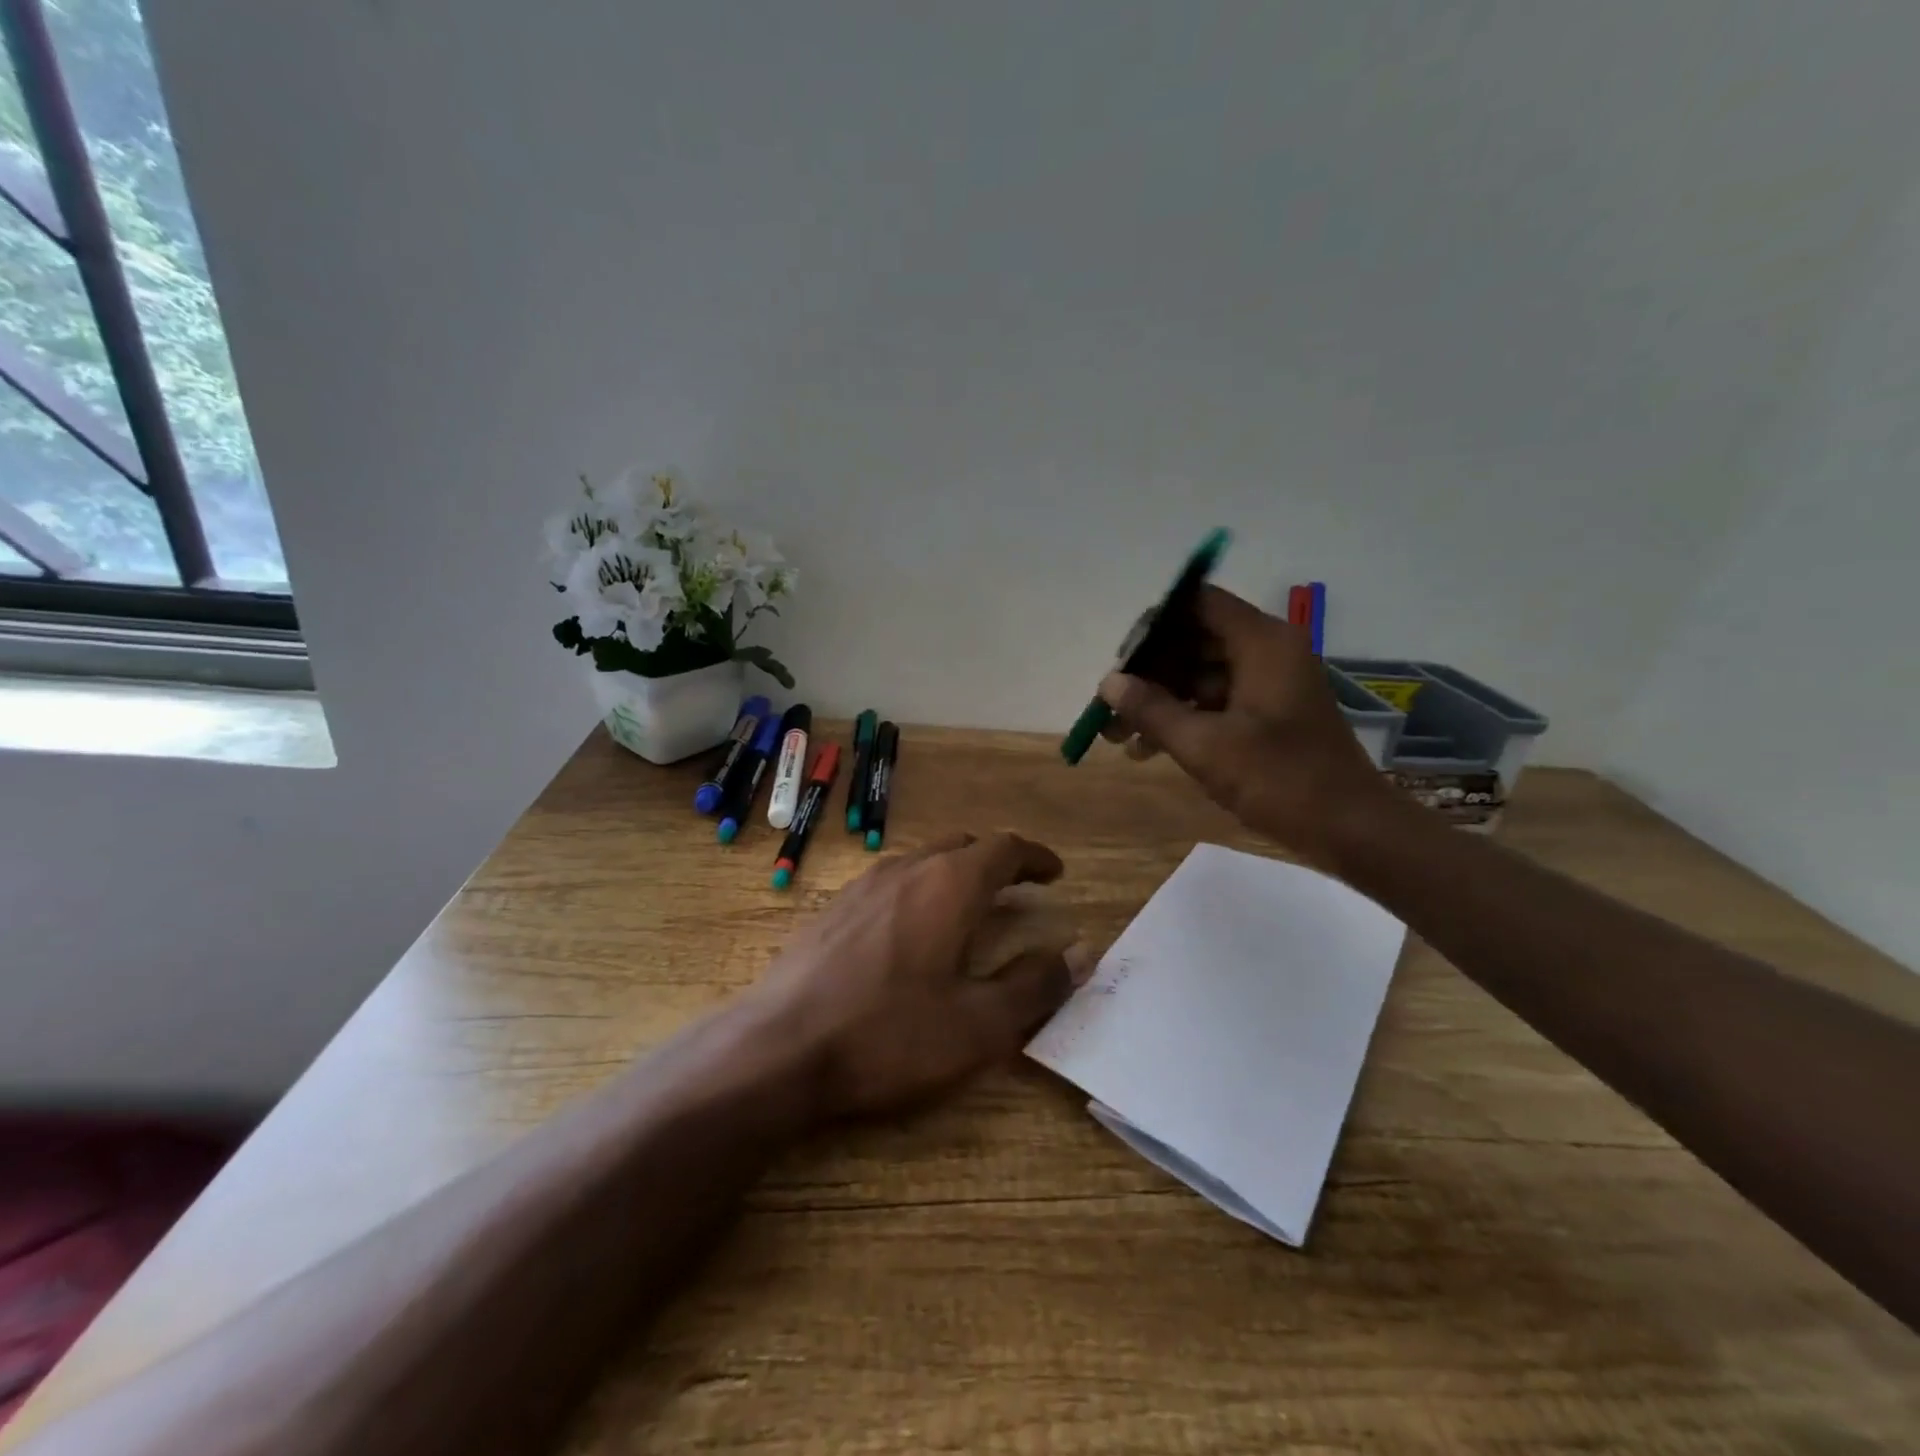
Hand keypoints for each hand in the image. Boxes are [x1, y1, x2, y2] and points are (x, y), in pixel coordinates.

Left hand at [750, 832, 1092, 1119]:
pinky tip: (911, 931)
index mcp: (949, 884)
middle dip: (996, 862)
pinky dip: (920, 890)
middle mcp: (907, 869)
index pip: (1005, 848)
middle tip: (1017, 890)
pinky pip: (891, 881)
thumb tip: (1079, 953)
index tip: (1054, 874)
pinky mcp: (833, 907)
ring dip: (955, 874)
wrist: (778, 1047)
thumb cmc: (889, 1035)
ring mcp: (863, 884)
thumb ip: (1034, 985)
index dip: (1035, 857)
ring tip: (969, 907)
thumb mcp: (978, 1024)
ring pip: (923, 860)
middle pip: (963, 846)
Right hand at [1099, 585, 1401, 868]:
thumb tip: (1108, 682)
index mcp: (1262, 643)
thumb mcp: (1205, 746)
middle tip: (1110, 704)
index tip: (1120, 659)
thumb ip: (1152, 709)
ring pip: (1201, 675)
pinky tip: (1147, 749)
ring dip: (1160, 700)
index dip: (1154, 626)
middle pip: (1195, 640)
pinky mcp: (1270, 714)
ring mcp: (1270, 684)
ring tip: (1118, 735)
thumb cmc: (1280, 779)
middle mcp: (1268, 652)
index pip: (1198, 604)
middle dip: (1149, 672)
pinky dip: (1184, 718)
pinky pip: (1217, 701)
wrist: (1351, 830)